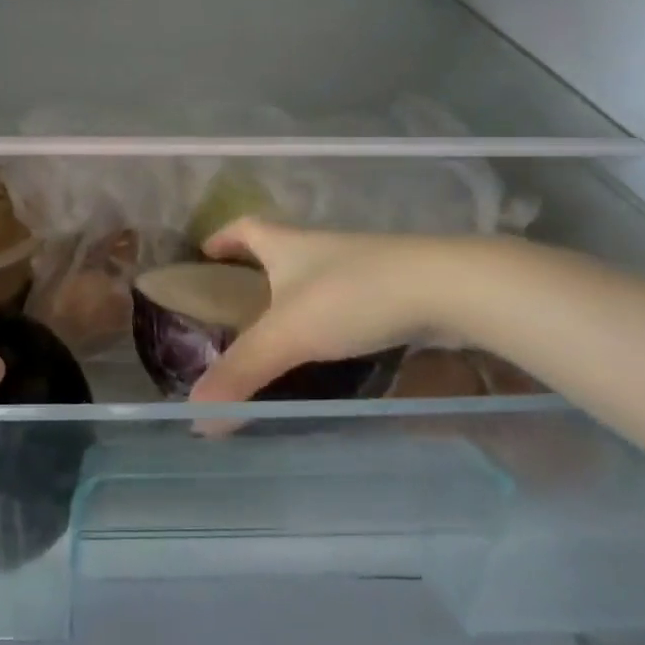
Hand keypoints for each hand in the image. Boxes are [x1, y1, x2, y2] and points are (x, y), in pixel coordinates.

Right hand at [188, 219, 464, 403]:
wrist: (448, 287)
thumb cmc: (353, 296)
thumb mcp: (288, 335)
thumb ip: (242, 373)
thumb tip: (197, 415)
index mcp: (287, 245)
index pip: (244, 228)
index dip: (222, 237)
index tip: (205, 250)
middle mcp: (320, 248)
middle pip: (279, 249)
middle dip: (256, 269)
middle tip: (239, 301)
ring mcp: (360, 266)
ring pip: (315, 276)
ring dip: (295, 295)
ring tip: (281, 330)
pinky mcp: (393, 288)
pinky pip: (347, 300)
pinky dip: (332, 317)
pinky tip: (334, 345)